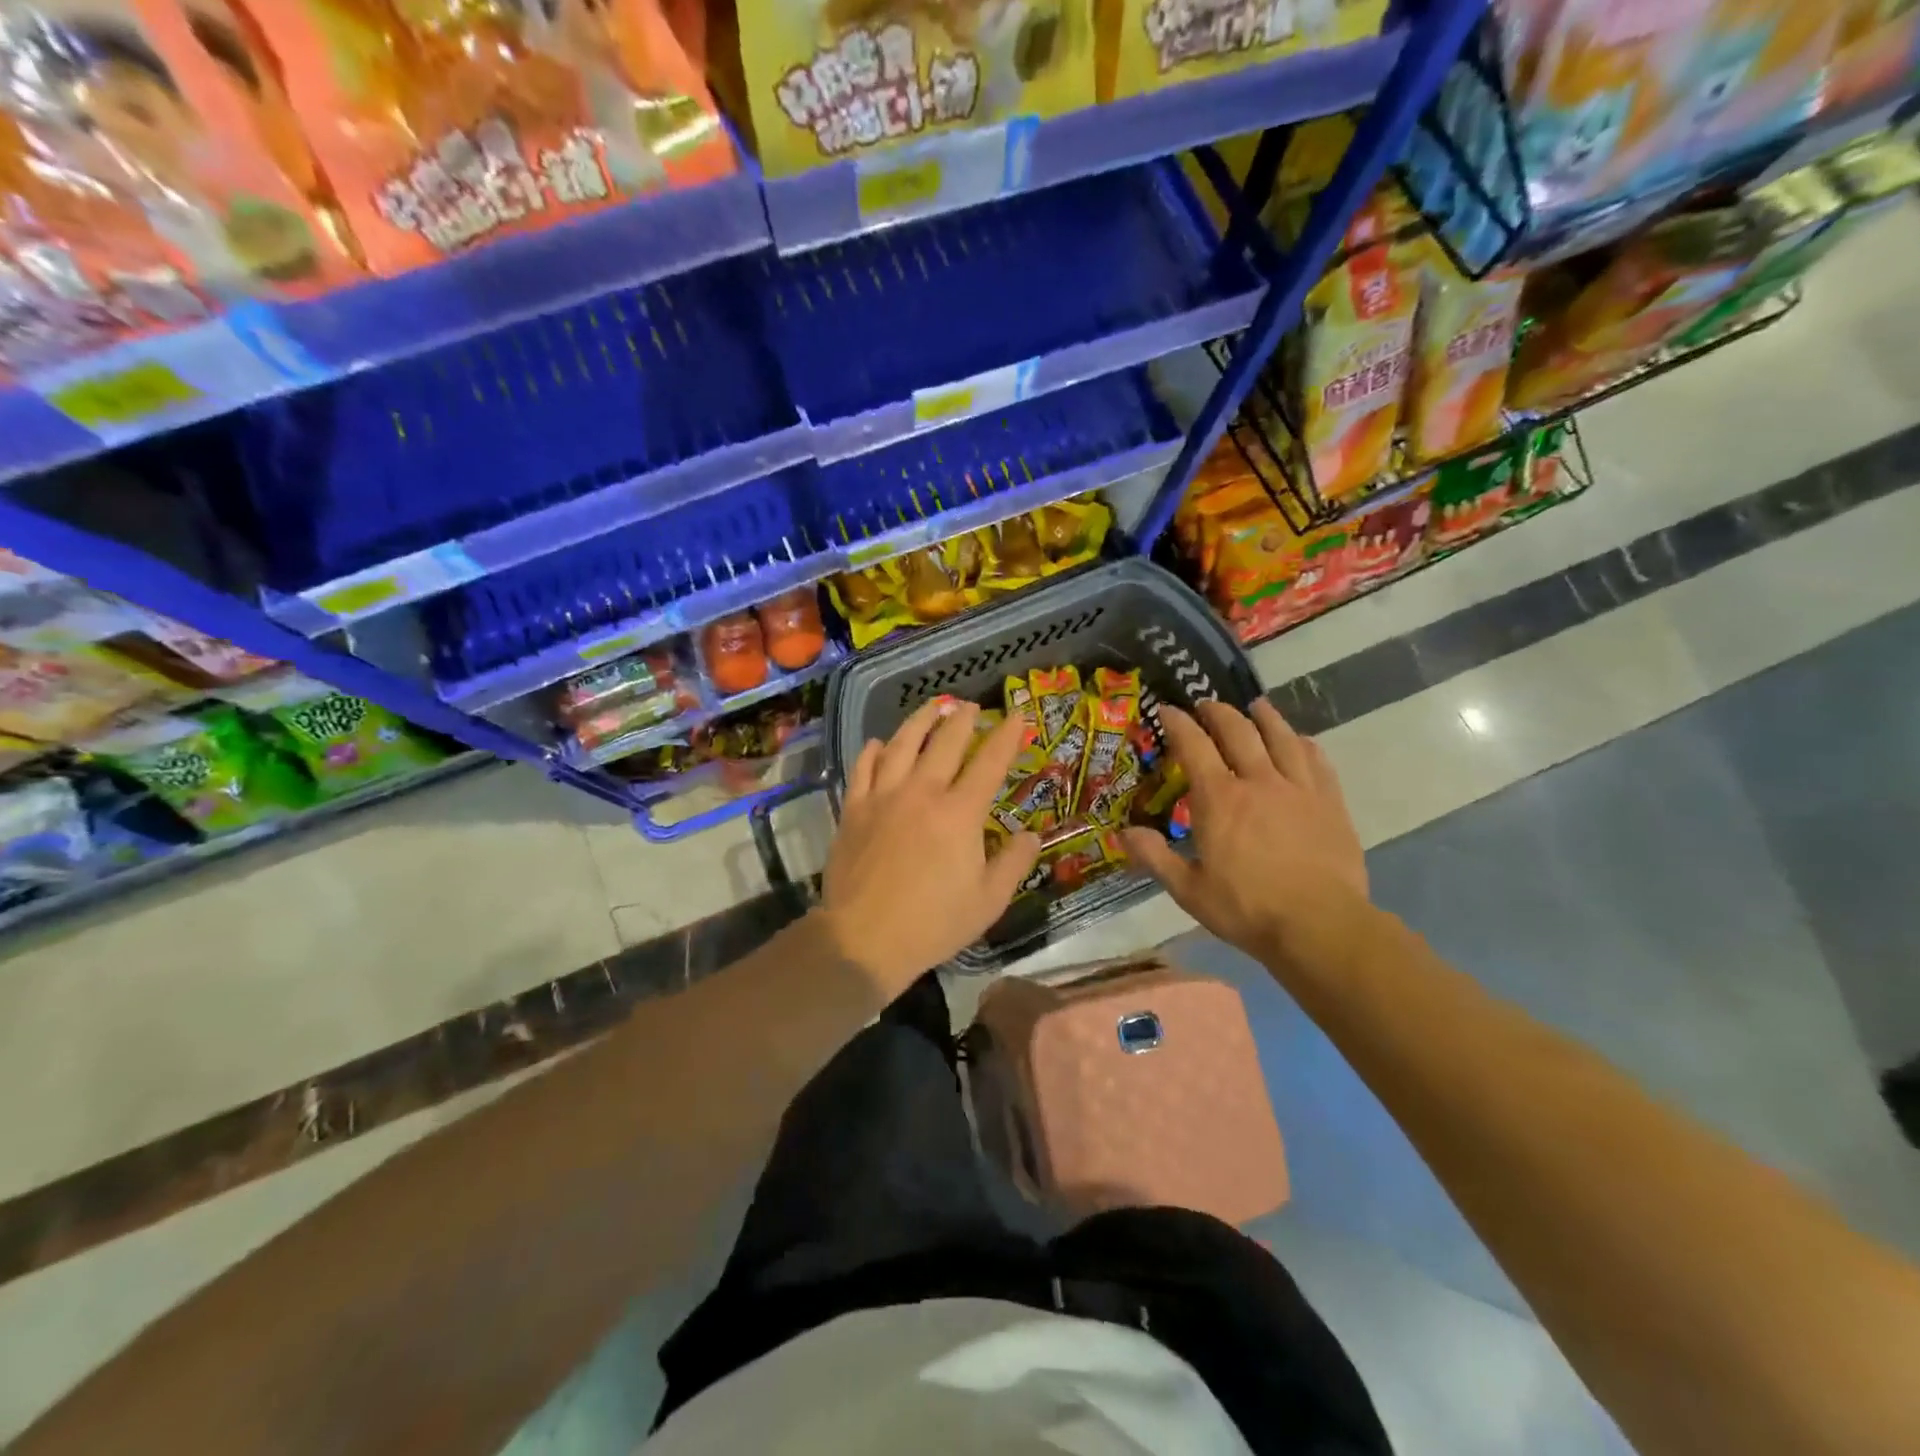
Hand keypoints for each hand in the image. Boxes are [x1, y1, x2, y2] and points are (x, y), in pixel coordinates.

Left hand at [818, 699, 1041, 995]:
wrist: (864, 938)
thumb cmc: (933, 923)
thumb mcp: (988, 901)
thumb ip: (1013, 862)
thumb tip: (1030, 834)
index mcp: (960, 813)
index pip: (989, 762)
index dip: (1006, 735)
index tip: (1016, 715)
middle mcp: (922, 792)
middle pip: (946, 742)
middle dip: (963, 718)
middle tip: (972, 705)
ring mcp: (883, 797)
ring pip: (902, 743)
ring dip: (920, 721)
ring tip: (932, 707)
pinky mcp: (854, 809)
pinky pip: (863, 768)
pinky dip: (873, 750)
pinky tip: (878, 743)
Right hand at [1120, 700, 1371, 976]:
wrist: (1320, 925)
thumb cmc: (1247, 909)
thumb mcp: (1189, 890)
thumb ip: (1155, 858)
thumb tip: (1124, 833)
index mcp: (1219, 798)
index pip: (1194, 746)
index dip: (1178, 723)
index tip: (1167, 710)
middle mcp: (1258, 781)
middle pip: (1238, 731)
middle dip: (1218, 712)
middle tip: (1207, 704)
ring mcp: (1298, 789)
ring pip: (1281, 737)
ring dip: (1265, 717)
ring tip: (1256, 706)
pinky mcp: (1330, 803)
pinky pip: (1317, 761)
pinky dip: (1304, 744)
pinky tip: (1301, 741)